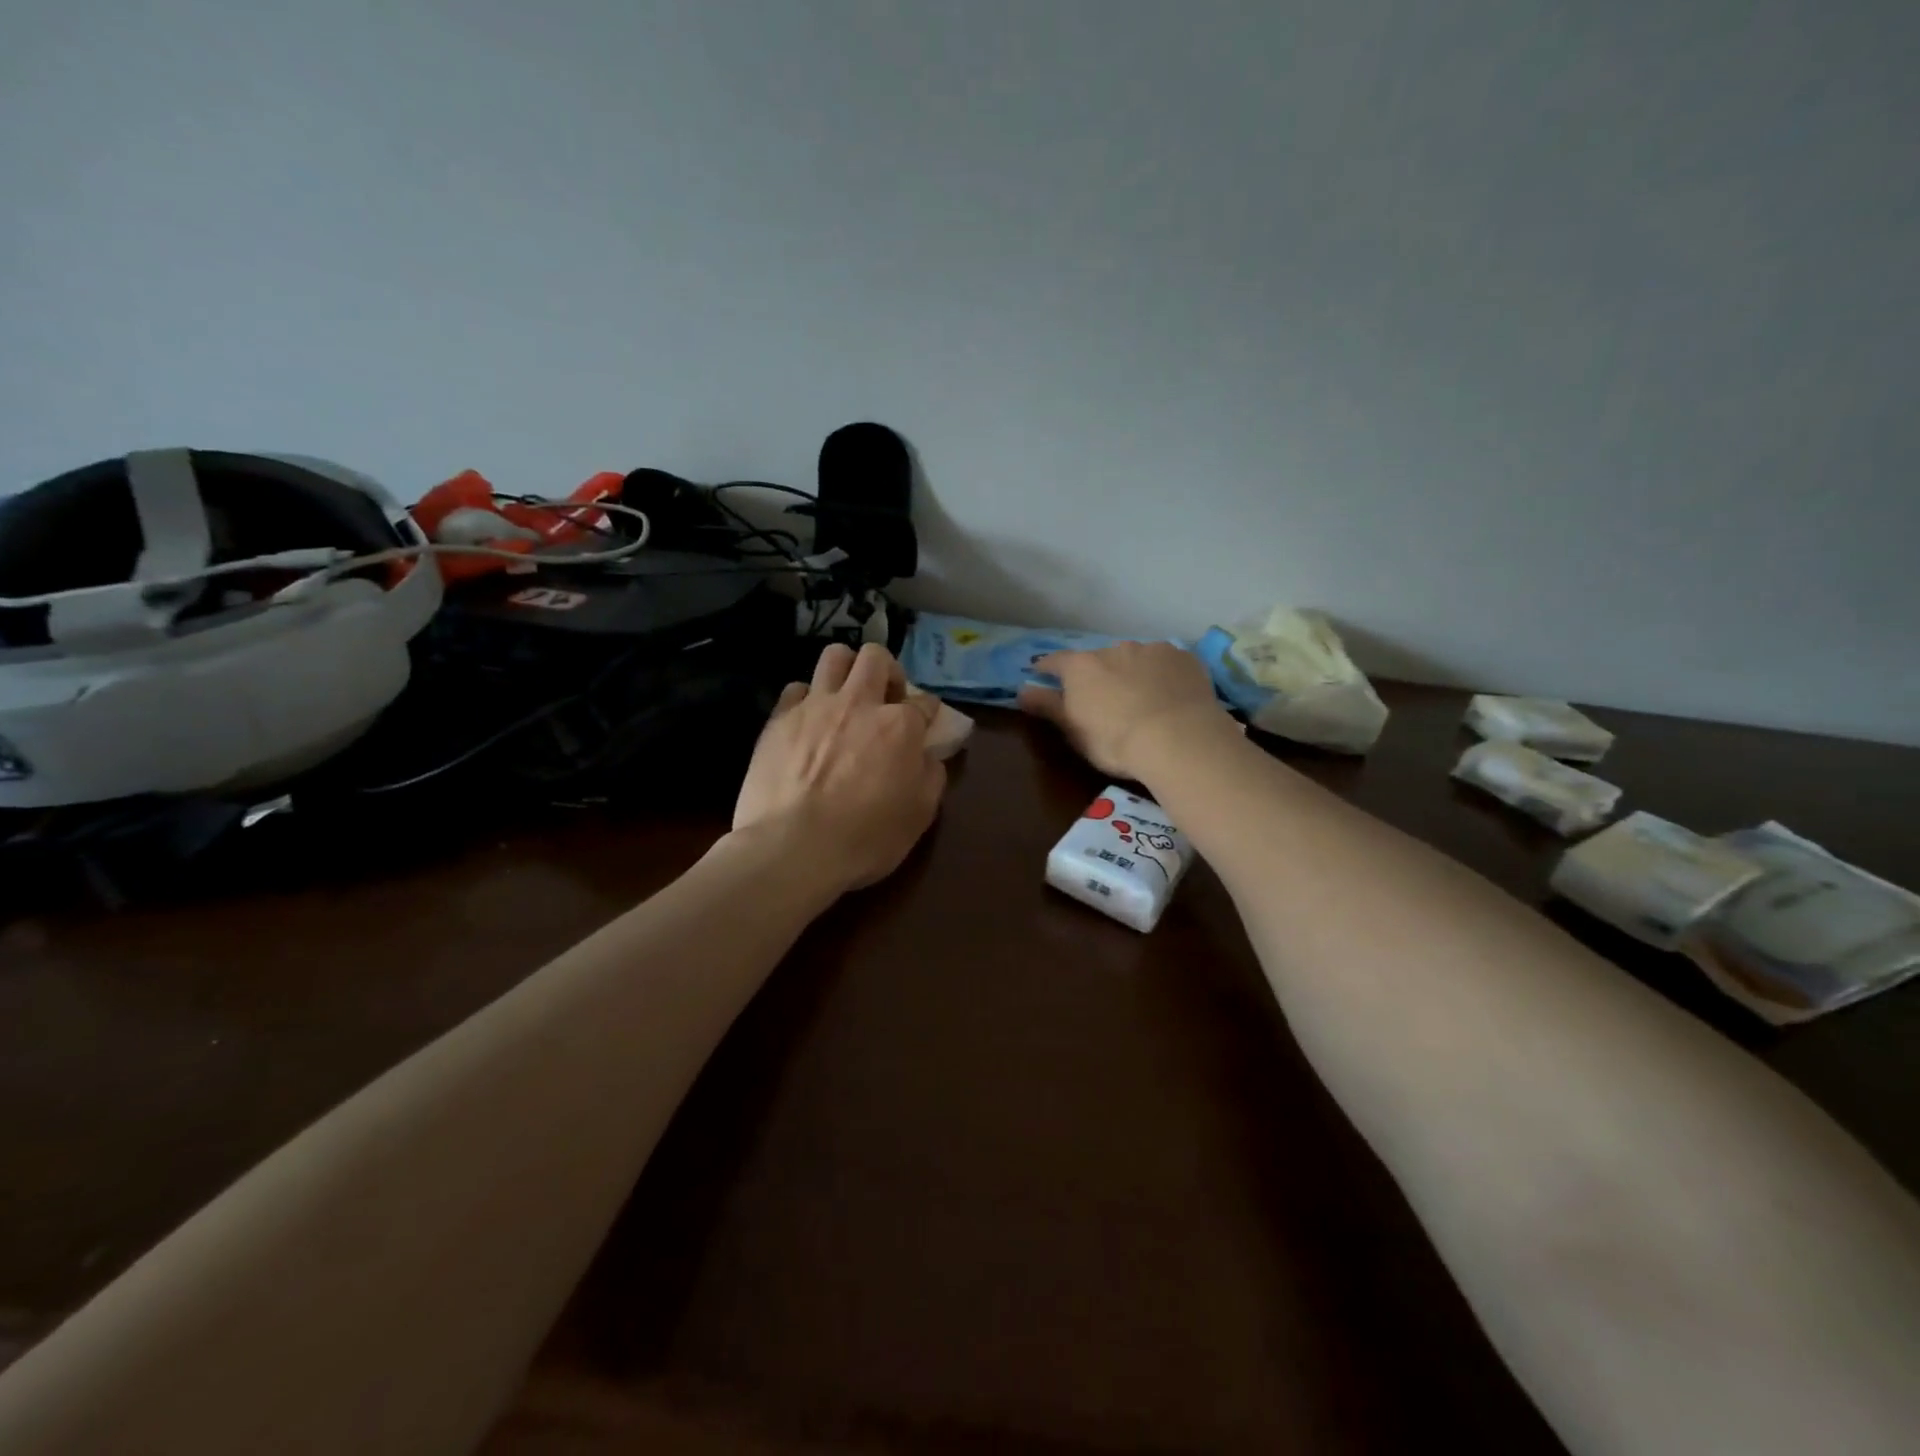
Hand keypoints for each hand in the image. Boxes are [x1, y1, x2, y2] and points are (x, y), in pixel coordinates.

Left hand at [732, 642, 947, 892]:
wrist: (792, 848)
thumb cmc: (864, 838)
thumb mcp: (918, 816)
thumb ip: (930, 777)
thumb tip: (928, 757)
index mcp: (900, 726)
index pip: (925, 702)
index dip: (928, 714)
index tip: (924, 727)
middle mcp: (860, 703)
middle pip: (876, 657)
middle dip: (887, 671)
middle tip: (884, 700)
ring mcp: (816, 706)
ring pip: (834, 656)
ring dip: (846, 670)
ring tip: (845, 697)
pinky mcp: (780, 718)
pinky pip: (796, 688)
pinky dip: (807, 699)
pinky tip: (807, 722)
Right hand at [1017, 641, 1230, 779]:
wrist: (1177, 738)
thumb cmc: (1114, 740)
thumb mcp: (1073, 730)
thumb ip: (1047, 706)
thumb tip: (1021, 690)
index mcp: (1081, 666)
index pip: (1056, 661)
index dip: (1048, 668)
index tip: (1043, 673)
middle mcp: (1114, 649)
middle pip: (1098, 660)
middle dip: (1098, 674)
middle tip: (1104, 698)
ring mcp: (1151, 650)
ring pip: (1135, 659)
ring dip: (1132, 673)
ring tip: (1142, 699)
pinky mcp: (1183, 658)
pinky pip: (1166, 664)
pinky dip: (1163, 675)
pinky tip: (1170, 696)